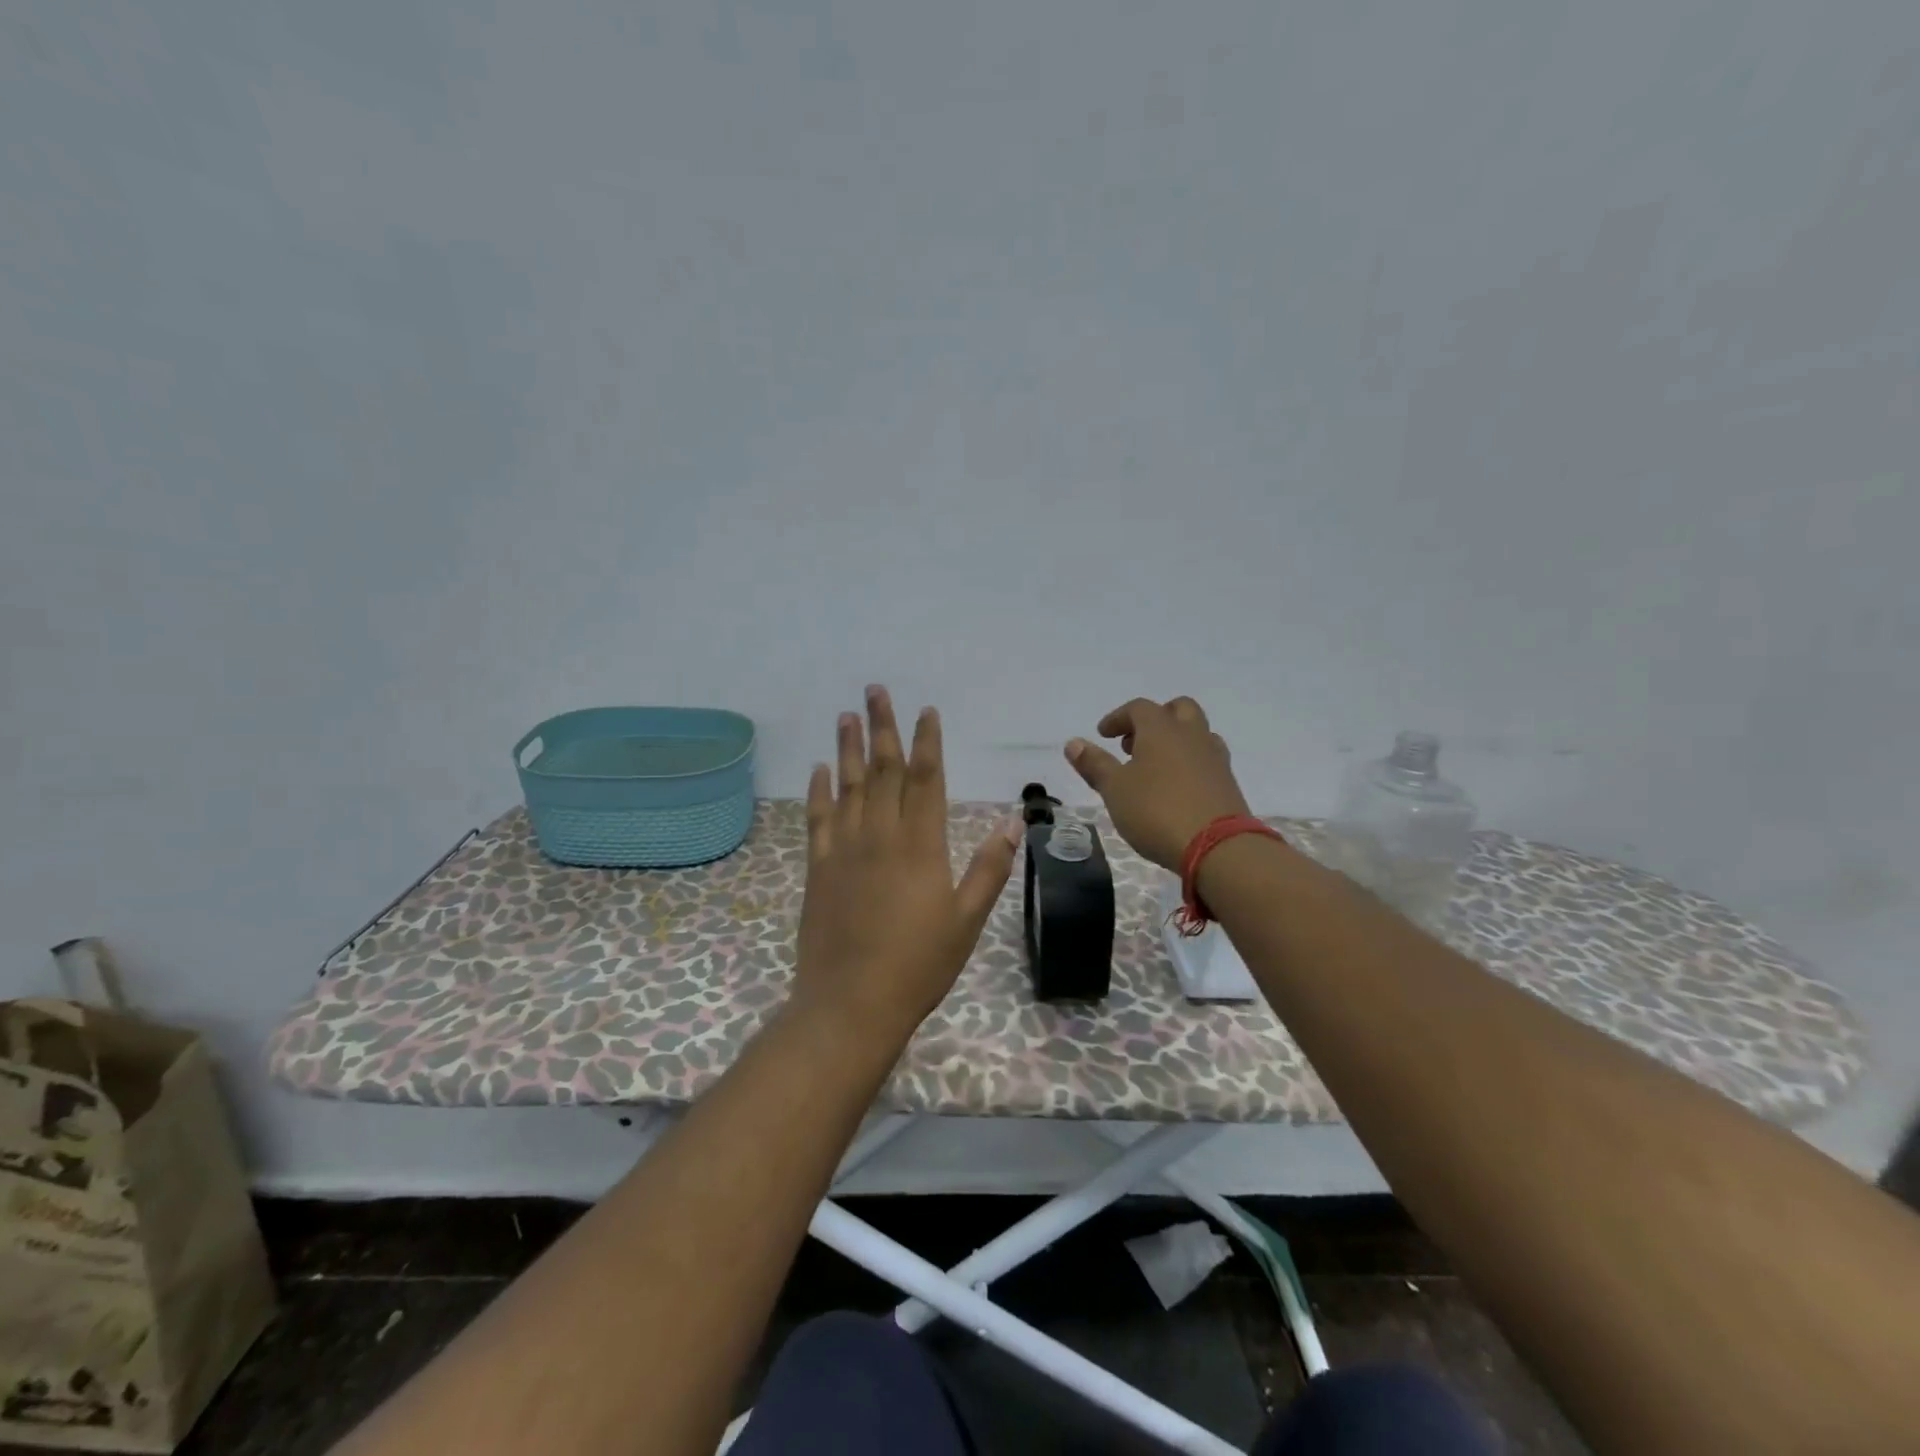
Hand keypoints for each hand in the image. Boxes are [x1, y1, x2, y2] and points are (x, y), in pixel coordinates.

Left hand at [790, 686, 1022, 1046]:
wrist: (850, 1004)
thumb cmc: (918, 965)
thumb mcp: (967, 920)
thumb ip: (990, 867)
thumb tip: (1015, 820)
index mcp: (920, 845)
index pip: (926, 778)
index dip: (927, 741)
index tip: (926, 711)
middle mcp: (880, 835)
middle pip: (883, 769)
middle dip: (882, 727)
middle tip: (875, 690)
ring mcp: (844, 849)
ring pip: (847, 785)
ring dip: (847, 748)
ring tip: (846, 716)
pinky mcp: (818, 867)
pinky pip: (818, 818)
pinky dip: (818, 791)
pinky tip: (818, 769)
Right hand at [1064, 696, 1251, 869]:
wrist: (1218, 847)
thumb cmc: (1156, 811)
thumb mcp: (1114, 789)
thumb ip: (1094, 764)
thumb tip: (1073, 743)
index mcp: (1161, 729)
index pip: (1138, 708)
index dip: (1118, 718)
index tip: (1103, 735)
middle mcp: (1191, 735)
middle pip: (1177, 709)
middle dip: (1154, 719)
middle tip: (1134, 743)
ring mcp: (1215, 758)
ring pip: (1197, 733)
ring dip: (1175, 740)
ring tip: (1155, 766)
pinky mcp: (1228, 783)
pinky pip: (1207, 759)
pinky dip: (1189, 763)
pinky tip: (1177, 787)